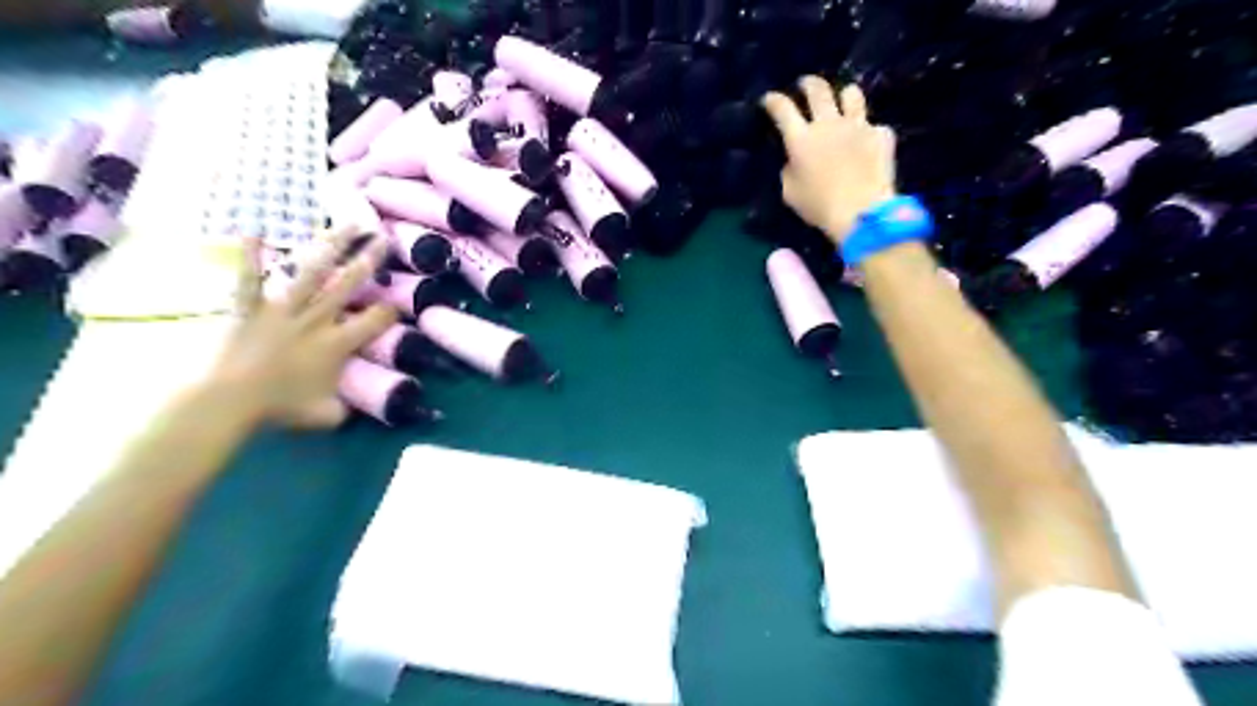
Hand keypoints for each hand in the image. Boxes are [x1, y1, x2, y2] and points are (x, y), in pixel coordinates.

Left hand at [207, 230, 397, 429]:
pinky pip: (250, 279)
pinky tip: (253, 232)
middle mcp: (316, 319)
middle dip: (368, 261)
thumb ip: (345, 407)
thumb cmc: (280, 408)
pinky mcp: (249, 308)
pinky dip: (250, 257)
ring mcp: (282, 309)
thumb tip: (355, 407)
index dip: (390, 311)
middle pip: (348, 284)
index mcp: (337, 343)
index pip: (375, 321)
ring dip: (329, 247)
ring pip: (311, 272)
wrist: (229, 400)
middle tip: (382, 240)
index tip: (397, 305)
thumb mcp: (326, 415)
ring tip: (345, 225)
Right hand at [762, 77, 898, 245]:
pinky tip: (867, 143)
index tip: (769, 99)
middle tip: (805, 85)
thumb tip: (794, 160)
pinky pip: (874, 126)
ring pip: (851, 93)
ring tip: (842, 101)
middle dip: (808, 83)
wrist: (862, 212)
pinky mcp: (881, 135)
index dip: (773, 100)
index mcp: (801, 139)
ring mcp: (858, 125)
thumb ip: (789, 170)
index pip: (782, 108)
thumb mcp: (790, 192)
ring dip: (843, 95)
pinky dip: (868, 133)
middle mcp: (828, 123)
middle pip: (818, 89)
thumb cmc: (819, 206)